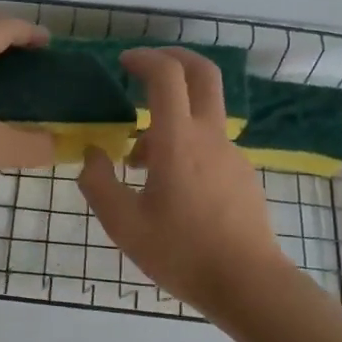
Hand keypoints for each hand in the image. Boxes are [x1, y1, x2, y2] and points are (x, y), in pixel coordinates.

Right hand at [76, 47, 292, 316]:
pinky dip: (186, 143)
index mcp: (179, 140)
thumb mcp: (124, 225)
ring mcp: (231, 154)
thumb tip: (93, 155)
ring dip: (172, 115)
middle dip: (174, 57)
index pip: (166, 75)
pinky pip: (210, 143)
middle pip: (203, 73)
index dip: (144, 59)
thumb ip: (99, 184)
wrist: (249, 284)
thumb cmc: (182, 253)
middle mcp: (210, 136)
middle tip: (146, 65)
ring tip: (139, 159)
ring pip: (203, 113)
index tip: (123, 63)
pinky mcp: (242, 174)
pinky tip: (169, 185)